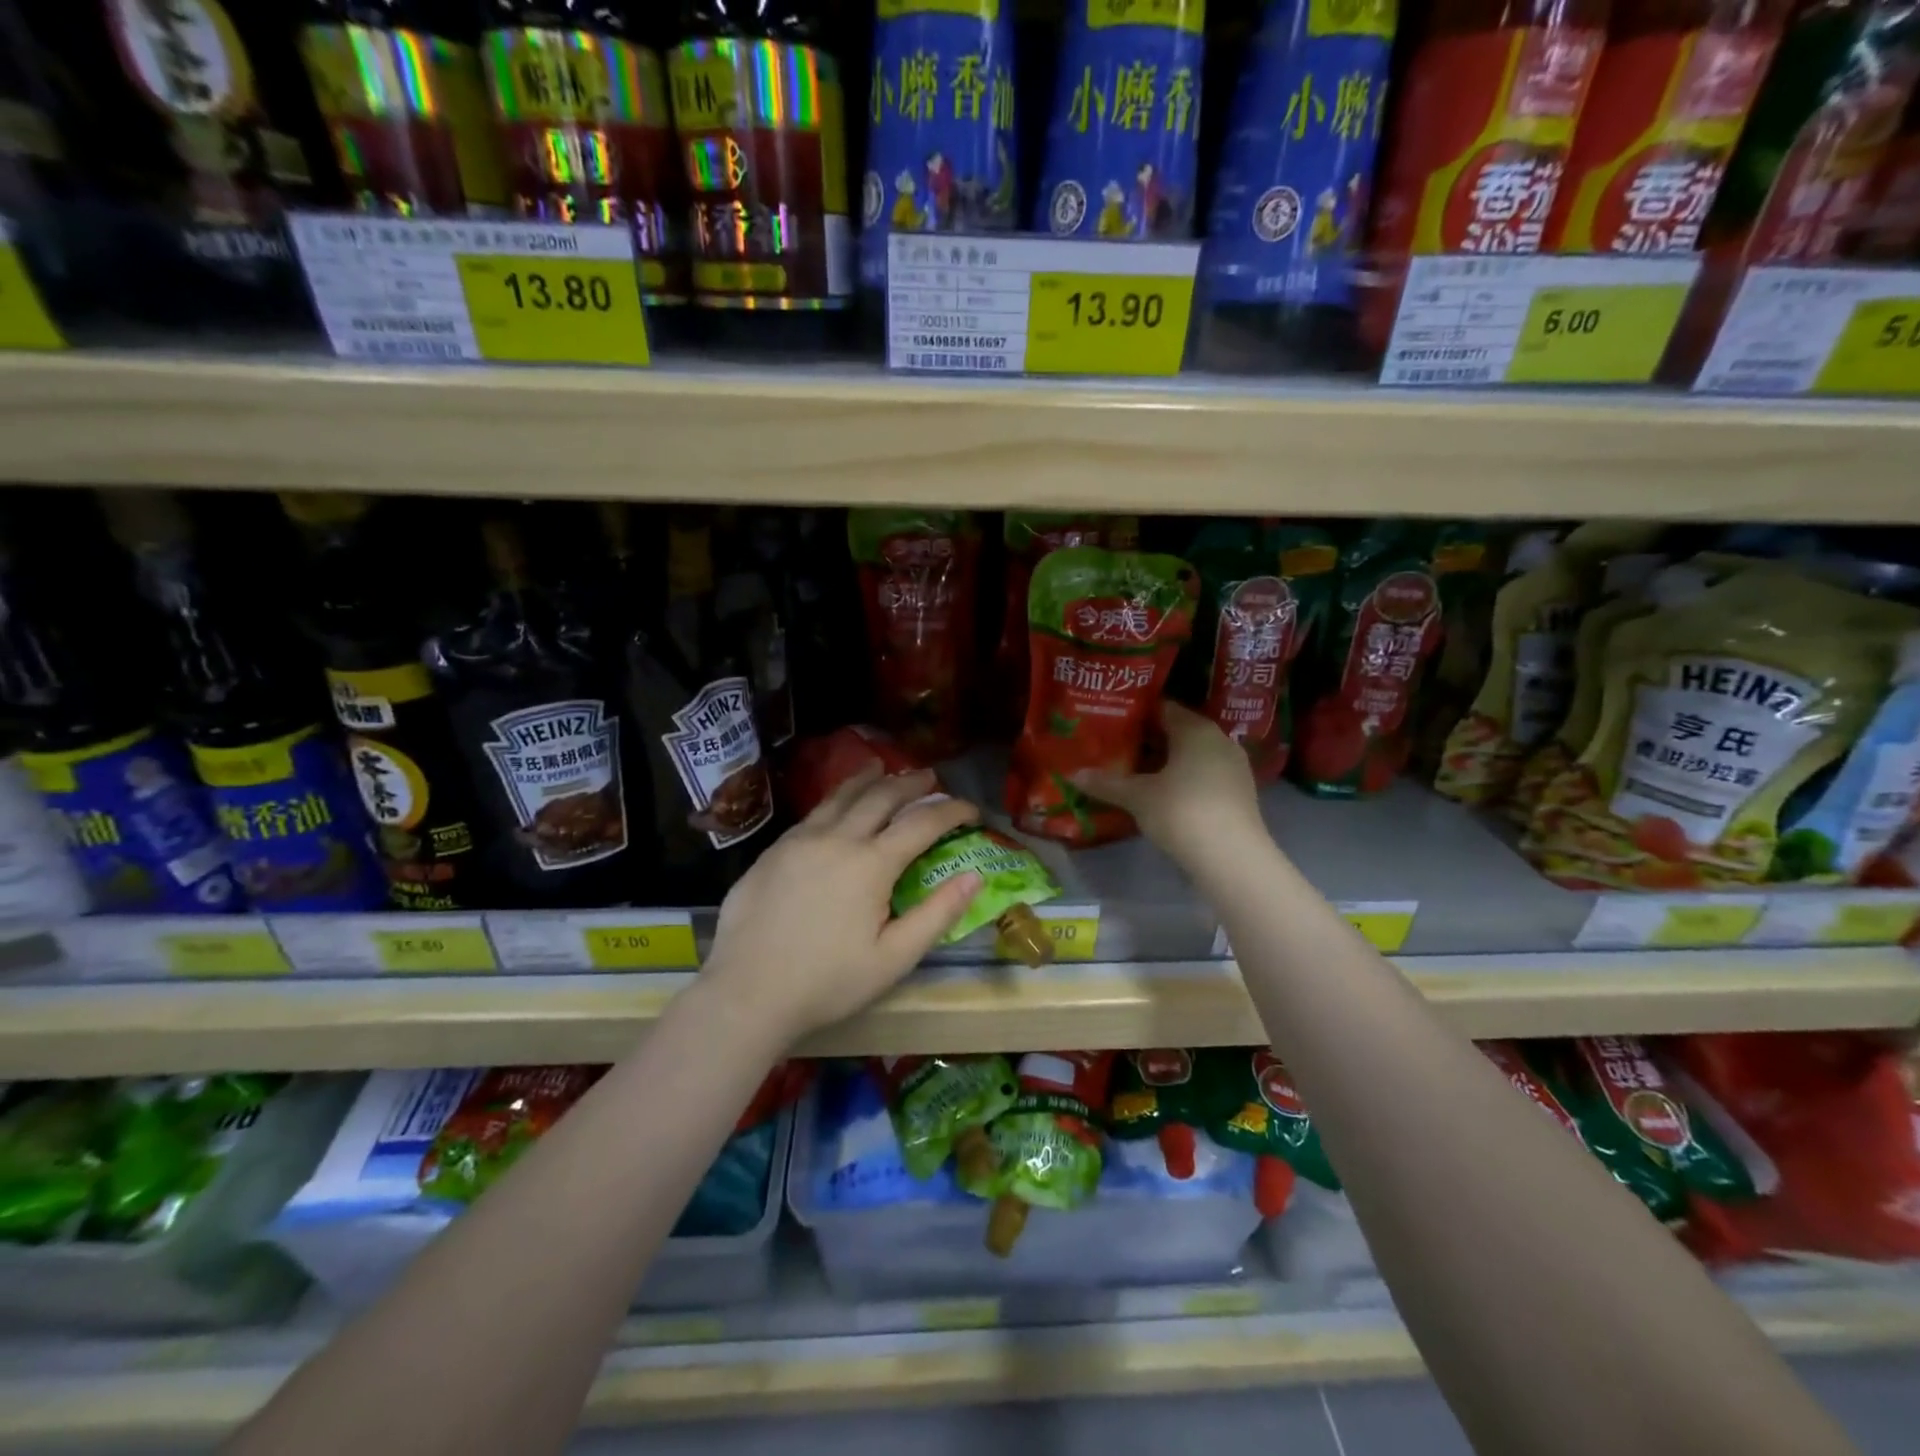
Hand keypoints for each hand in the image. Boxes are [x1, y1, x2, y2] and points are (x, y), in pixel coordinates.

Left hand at [705, 767, 981, 1044]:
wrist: (747, 992)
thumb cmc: (828, 982)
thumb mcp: (894, 958)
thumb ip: (937, 914)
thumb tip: (975, 876)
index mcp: (871, 864)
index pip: (922, 822)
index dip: (952, 810)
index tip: (971, 808)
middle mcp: (837, 839)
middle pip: (881, 796)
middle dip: (911, 783)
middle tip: (930, 776)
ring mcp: (800, 840)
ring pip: (840, 796)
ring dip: (867, 779)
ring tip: (881, 767)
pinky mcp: (773, 851)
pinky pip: (813, 813)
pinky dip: (835, 799)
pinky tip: (836, 805)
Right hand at [1073, 702, 1264, 862]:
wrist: (1232, 858)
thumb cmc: (1182, 812)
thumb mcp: (1137, 797)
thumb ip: (1106, 783)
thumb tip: (1073, 774)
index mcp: (1196, 729)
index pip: (1163, 708)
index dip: (1136, 715)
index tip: (1111, 722)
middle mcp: (1219, 740)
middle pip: (1178, 732)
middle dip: (1148, 740)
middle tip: (1115, 747)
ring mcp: (1232, 767)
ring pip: (1192, 755)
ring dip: (1165, 762)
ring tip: (1133, 772)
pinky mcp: (1238, 793)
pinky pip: (1203, 775)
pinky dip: (1182, 779)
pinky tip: (1161, 794)